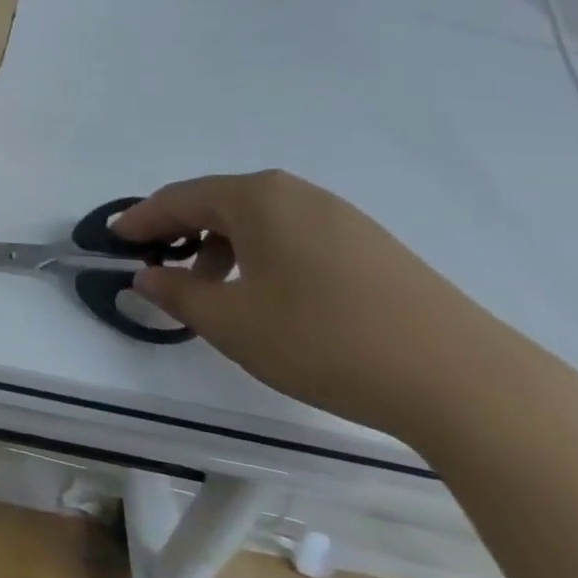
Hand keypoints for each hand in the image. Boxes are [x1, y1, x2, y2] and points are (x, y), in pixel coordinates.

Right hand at [114, 170, 508, 434]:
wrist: (466, 382)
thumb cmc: (324, 340)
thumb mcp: (231, 322)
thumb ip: (176, 294)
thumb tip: (146, 276)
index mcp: (257, 199)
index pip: (179, 198)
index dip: (140, 219)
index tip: (112, 239)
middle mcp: (297, 194)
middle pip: (218, 202)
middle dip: (179, 229)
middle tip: (154, 261)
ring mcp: (342, 218)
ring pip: (259, 220)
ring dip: (220, 245)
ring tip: (210, 287)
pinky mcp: (373, 247)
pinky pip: (294, 236)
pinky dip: (261, 254)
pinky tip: (267, 294)